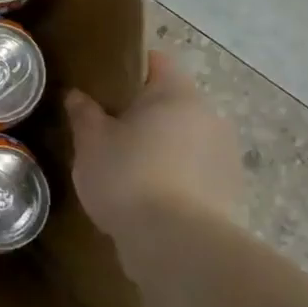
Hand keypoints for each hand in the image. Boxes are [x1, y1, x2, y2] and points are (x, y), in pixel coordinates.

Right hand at [65, 51, 244, 239]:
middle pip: (173, 102)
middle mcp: (209, 117)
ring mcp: (225, 156)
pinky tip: (149, 198)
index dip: (131, 67)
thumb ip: (84, 114)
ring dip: (163, 146)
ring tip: (128, 169)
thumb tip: (76, 96)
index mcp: (176, 94)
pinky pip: (196, 172)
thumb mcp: (90, 142)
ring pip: (186, 138)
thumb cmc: (128, 177)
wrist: (177, 246)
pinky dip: (176, 177)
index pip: (157, 61)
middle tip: (109, 129)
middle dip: (145, 113)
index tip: (105, 84)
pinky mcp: (230, 193)